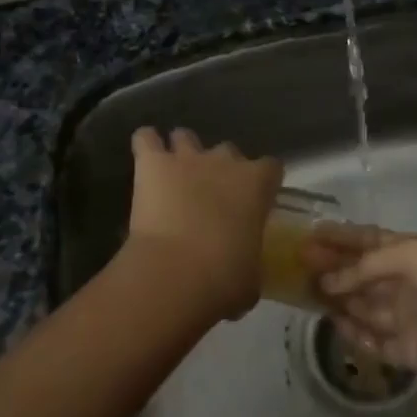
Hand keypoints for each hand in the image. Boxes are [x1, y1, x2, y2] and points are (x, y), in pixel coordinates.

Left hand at [124, 127, 282, 321]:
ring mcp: (187, 158)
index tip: (255, 200)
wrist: (175, 274)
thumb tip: (245, 269)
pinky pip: (146, 138)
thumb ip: (252, 261)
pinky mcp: (153, 163)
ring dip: (182, 151)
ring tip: (174, 173)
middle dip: (220, 169)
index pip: (271, 167)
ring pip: (185, 136)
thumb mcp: (252, 276)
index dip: (263, 183)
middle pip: (228, 151)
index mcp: (256, 184)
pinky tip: (145, 158)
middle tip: (211, 197)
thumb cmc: (224, 279)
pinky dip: (146, 145)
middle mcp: (225, 161)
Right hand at [305, 230, 416, 381]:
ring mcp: (405, 318)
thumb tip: (329, 281)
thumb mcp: (407, 254)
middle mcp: (405, 283)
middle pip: (361, 275)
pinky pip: (373, 342)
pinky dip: (354, 333)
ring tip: (306, 293)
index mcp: (410, 252)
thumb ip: (364, 267)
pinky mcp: (406, 351)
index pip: (368, 241)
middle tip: (300, 265)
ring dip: (338, 299)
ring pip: (363, 307)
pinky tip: (334, 322)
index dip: (341, 237)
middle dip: (333, 268)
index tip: (311, 234)